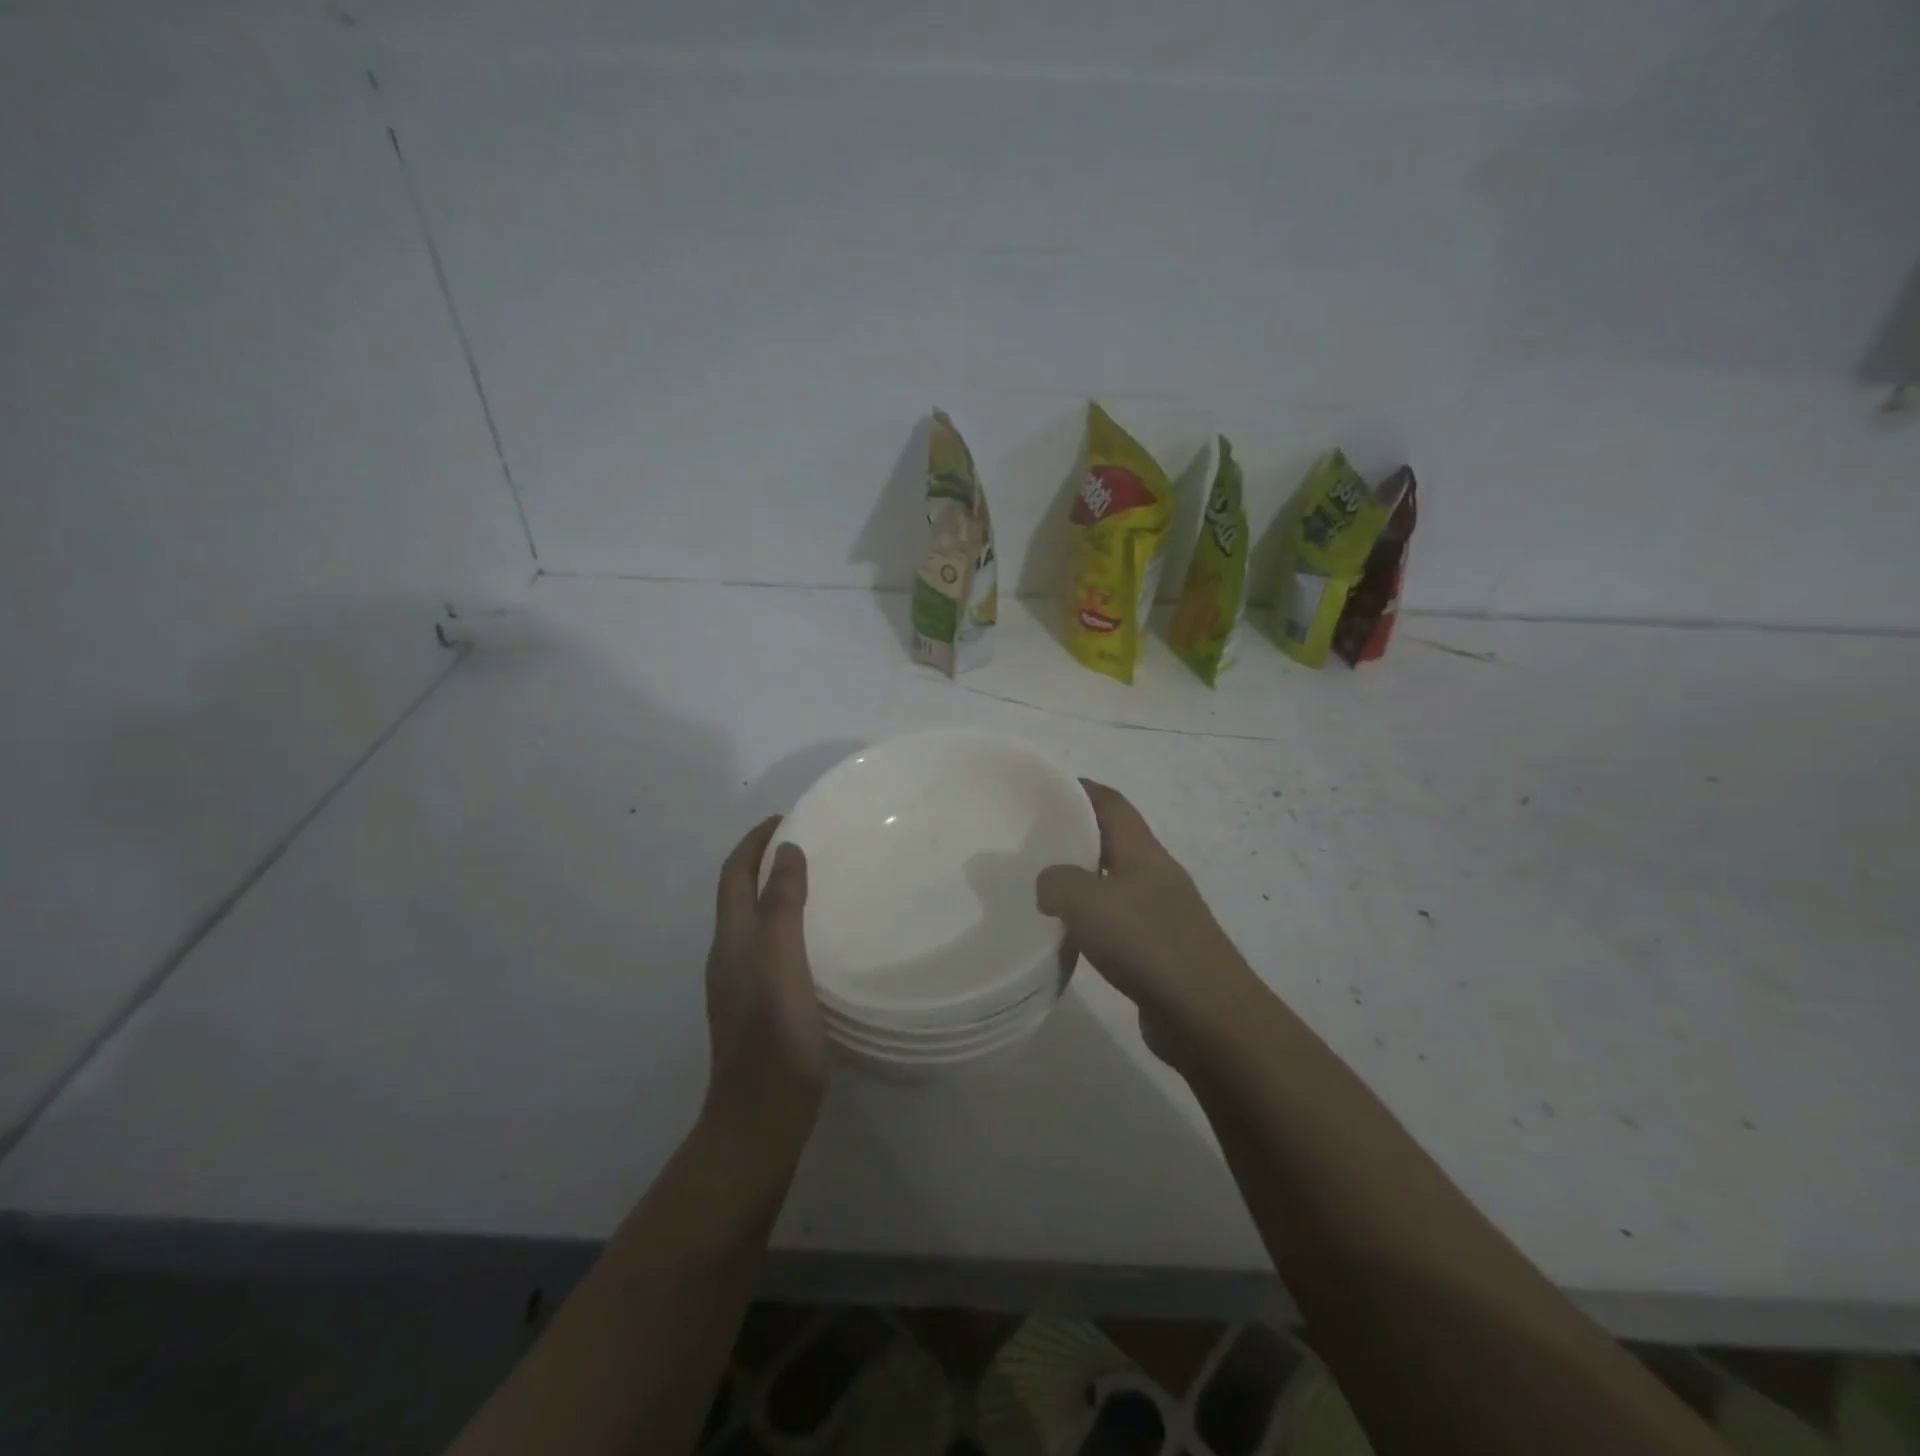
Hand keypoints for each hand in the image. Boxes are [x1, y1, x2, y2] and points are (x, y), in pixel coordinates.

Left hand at [704, 817, 827, 1143]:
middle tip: (804, 843)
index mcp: (733, 941)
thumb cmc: (776, 1039)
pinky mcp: (757, 1005)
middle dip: (762, 861)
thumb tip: (786, 851)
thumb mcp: (783, 964)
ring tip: (812, 879)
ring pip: (752, 920)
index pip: (734, 875)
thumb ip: (782, 907)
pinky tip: (813, 936)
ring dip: (773, 890)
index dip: (754, 843)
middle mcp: (729, 956)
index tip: (784, 817)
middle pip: (738, 894)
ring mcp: (740, 983)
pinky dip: (784, 921)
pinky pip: (767, 944)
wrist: (761, 1118)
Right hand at [1036, 781, 1259, 1064]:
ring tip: (1045, 887)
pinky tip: (1072, 936)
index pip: (1112, 803)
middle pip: (1115, 840)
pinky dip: (1093, 920)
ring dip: (1084, 880)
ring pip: (1116, 882)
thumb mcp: (1087, 901)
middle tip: (1034, 840)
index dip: (1081, 789)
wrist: (1208, 1016)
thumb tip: (1048, 886)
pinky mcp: (1162, 951)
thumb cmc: (1148, 944)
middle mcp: (1157, 875)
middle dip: (1078, 834)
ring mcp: (1164, 914)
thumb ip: (1057, 882)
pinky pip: (1120, 921)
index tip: (1046, 789)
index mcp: (1144, 852)